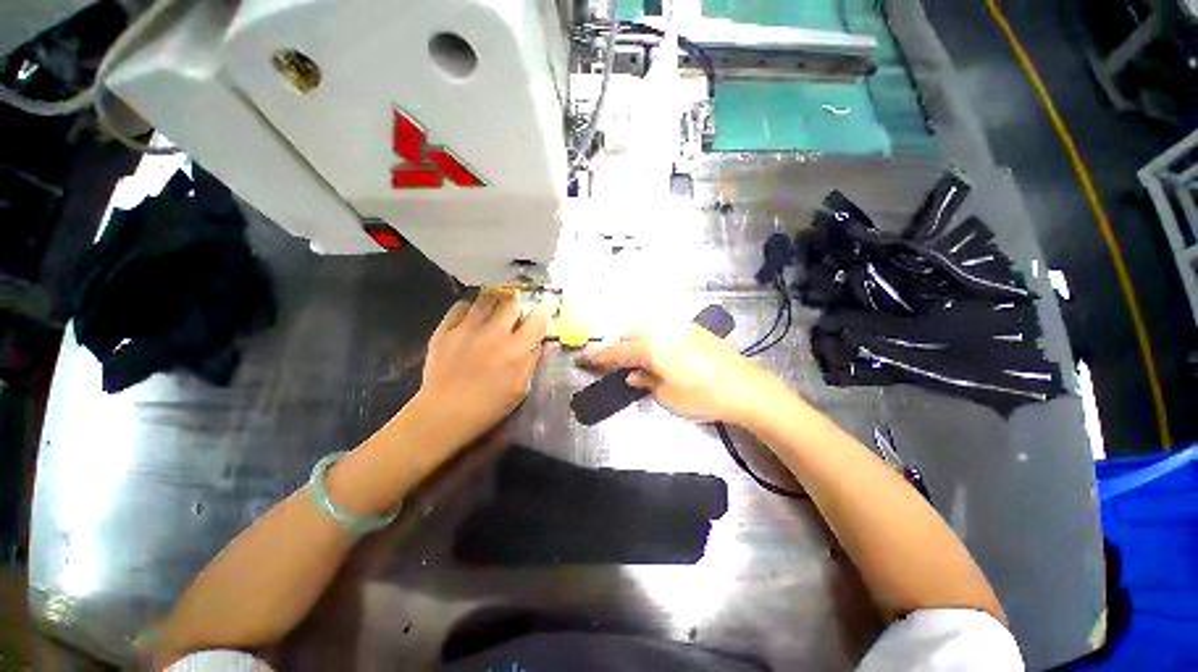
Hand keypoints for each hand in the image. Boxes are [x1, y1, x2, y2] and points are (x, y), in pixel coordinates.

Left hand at [413, 293, 547, 449]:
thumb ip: (531, 362)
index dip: (541, 315)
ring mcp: (468, 328)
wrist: (444, 412)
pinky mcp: (445, 330)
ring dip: (495, 301)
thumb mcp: (520, 389)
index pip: (537, 320)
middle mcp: (494, 333)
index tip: (540, 317)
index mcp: (516, 349)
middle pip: (512, 302)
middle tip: (517, 310)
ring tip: (496, 307)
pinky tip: (472, 315)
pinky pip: (460, 306)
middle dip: (519, 304)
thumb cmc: (489, 406)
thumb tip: (536, 343)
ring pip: (487, 299)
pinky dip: (470, 307)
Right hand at [578, 324, 779, 423]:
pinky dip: (654, 341)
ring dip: (637, 343)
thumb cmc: (702, 396)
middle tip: (614, 365)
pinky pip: (665, 331)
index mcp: (652, 347)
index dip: (599, 357)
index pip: (617, 351)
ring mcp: (681, 328)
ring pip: (648, 330)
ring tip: (638, 361)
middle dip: (619, 349)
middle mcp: (663, 331)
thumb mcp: (667, 395)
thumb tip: (633, 375)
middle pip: (631, 335)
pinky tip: (661, 356)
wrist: (747, 388)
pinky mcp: (696, 330)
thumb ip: (645, 381)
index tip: (583, 360)